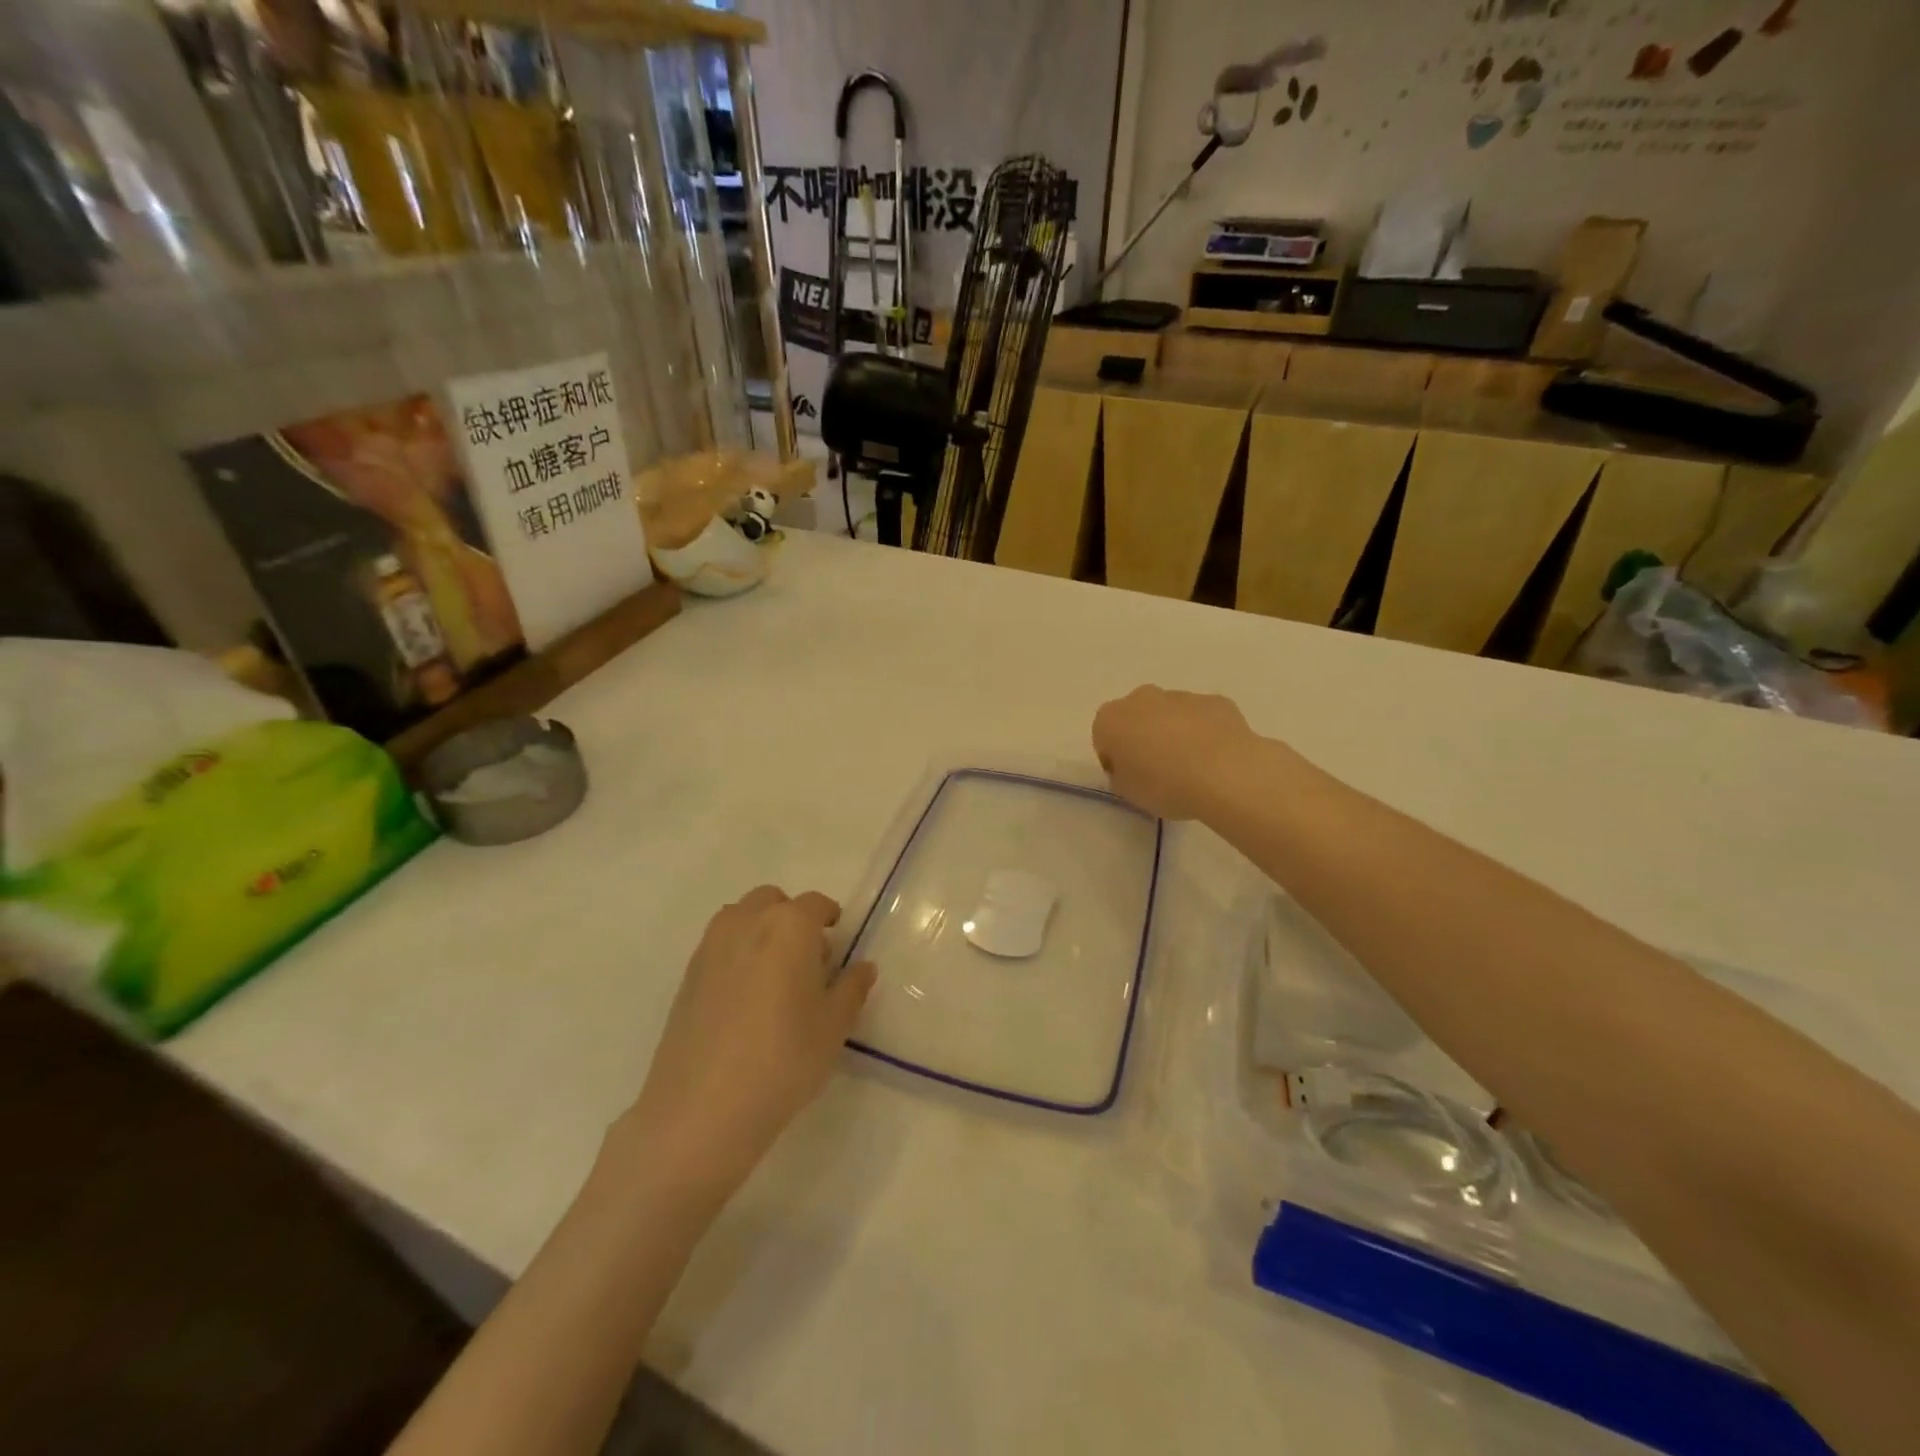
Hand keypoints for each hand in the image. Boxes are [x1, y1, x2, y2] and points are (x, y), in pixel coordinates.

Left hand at [616, 887, 876, 1199]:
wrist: (703, 1108)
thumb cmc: (784, 1059)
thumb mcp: (834, 1026)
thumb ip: (852, 988)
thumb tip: (862, 967)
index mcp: (789, 926)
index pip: (815, 905)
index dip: (830, 918)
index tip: (837, 941)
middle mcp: (747, 922)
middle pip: (773, 901)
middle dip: (792, 919)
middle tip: (807, 958)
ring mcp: (711, 947)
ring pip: (741, 918)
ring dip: (760, 930)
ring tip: (774, 974)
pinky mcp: (687, 976)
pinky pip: (719, 946)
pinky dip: (736, 953)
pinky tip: (744, 997)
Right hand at [1092, 685, 1256, 820]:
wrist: (1226, 774)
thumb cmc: (1164, 785)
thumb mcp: (1128, 793)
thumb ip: (1122, 776)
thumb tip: (1131, 768)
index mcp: (1111, 719)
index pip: (1103, 737)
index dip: (1114, 759)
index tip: (1128, 779)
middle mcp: (1142, 698)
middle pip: (1136, 717)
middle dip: (1142, 738)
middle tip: (1157, 771)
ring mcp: (1181, 696)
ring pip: (1170, 715)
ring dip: (1174, 734)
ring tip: (1191, 768)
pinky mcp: (1216, 701)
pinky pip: (1202, 718)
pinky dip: (1204, 733)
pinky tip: (1215, 760)